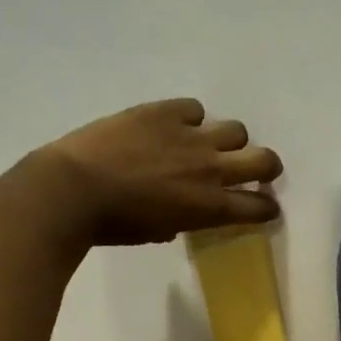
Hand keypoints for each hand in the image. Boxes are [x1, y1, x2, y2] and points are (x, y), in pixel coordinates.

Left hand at [38, 99, 283, 246]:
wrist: (74, 190)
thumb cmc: (114, 225)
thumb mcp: (157, 232)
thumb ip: (182, 221)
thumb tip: (184, 213)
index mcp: (210, 207)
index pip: (259, 207)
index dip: (267, 207)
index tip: (263, 207)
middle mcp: (211, 169)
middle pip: (264, 160)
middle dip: (267, 167)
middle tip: (256, 170)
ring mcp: (191, 137)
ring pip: (236, 130)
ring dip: (229, 140)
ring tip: (209, 144)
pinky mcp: (165, 112)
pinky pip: (194, 108)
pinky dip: (190, 118)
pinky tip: (173, 126)